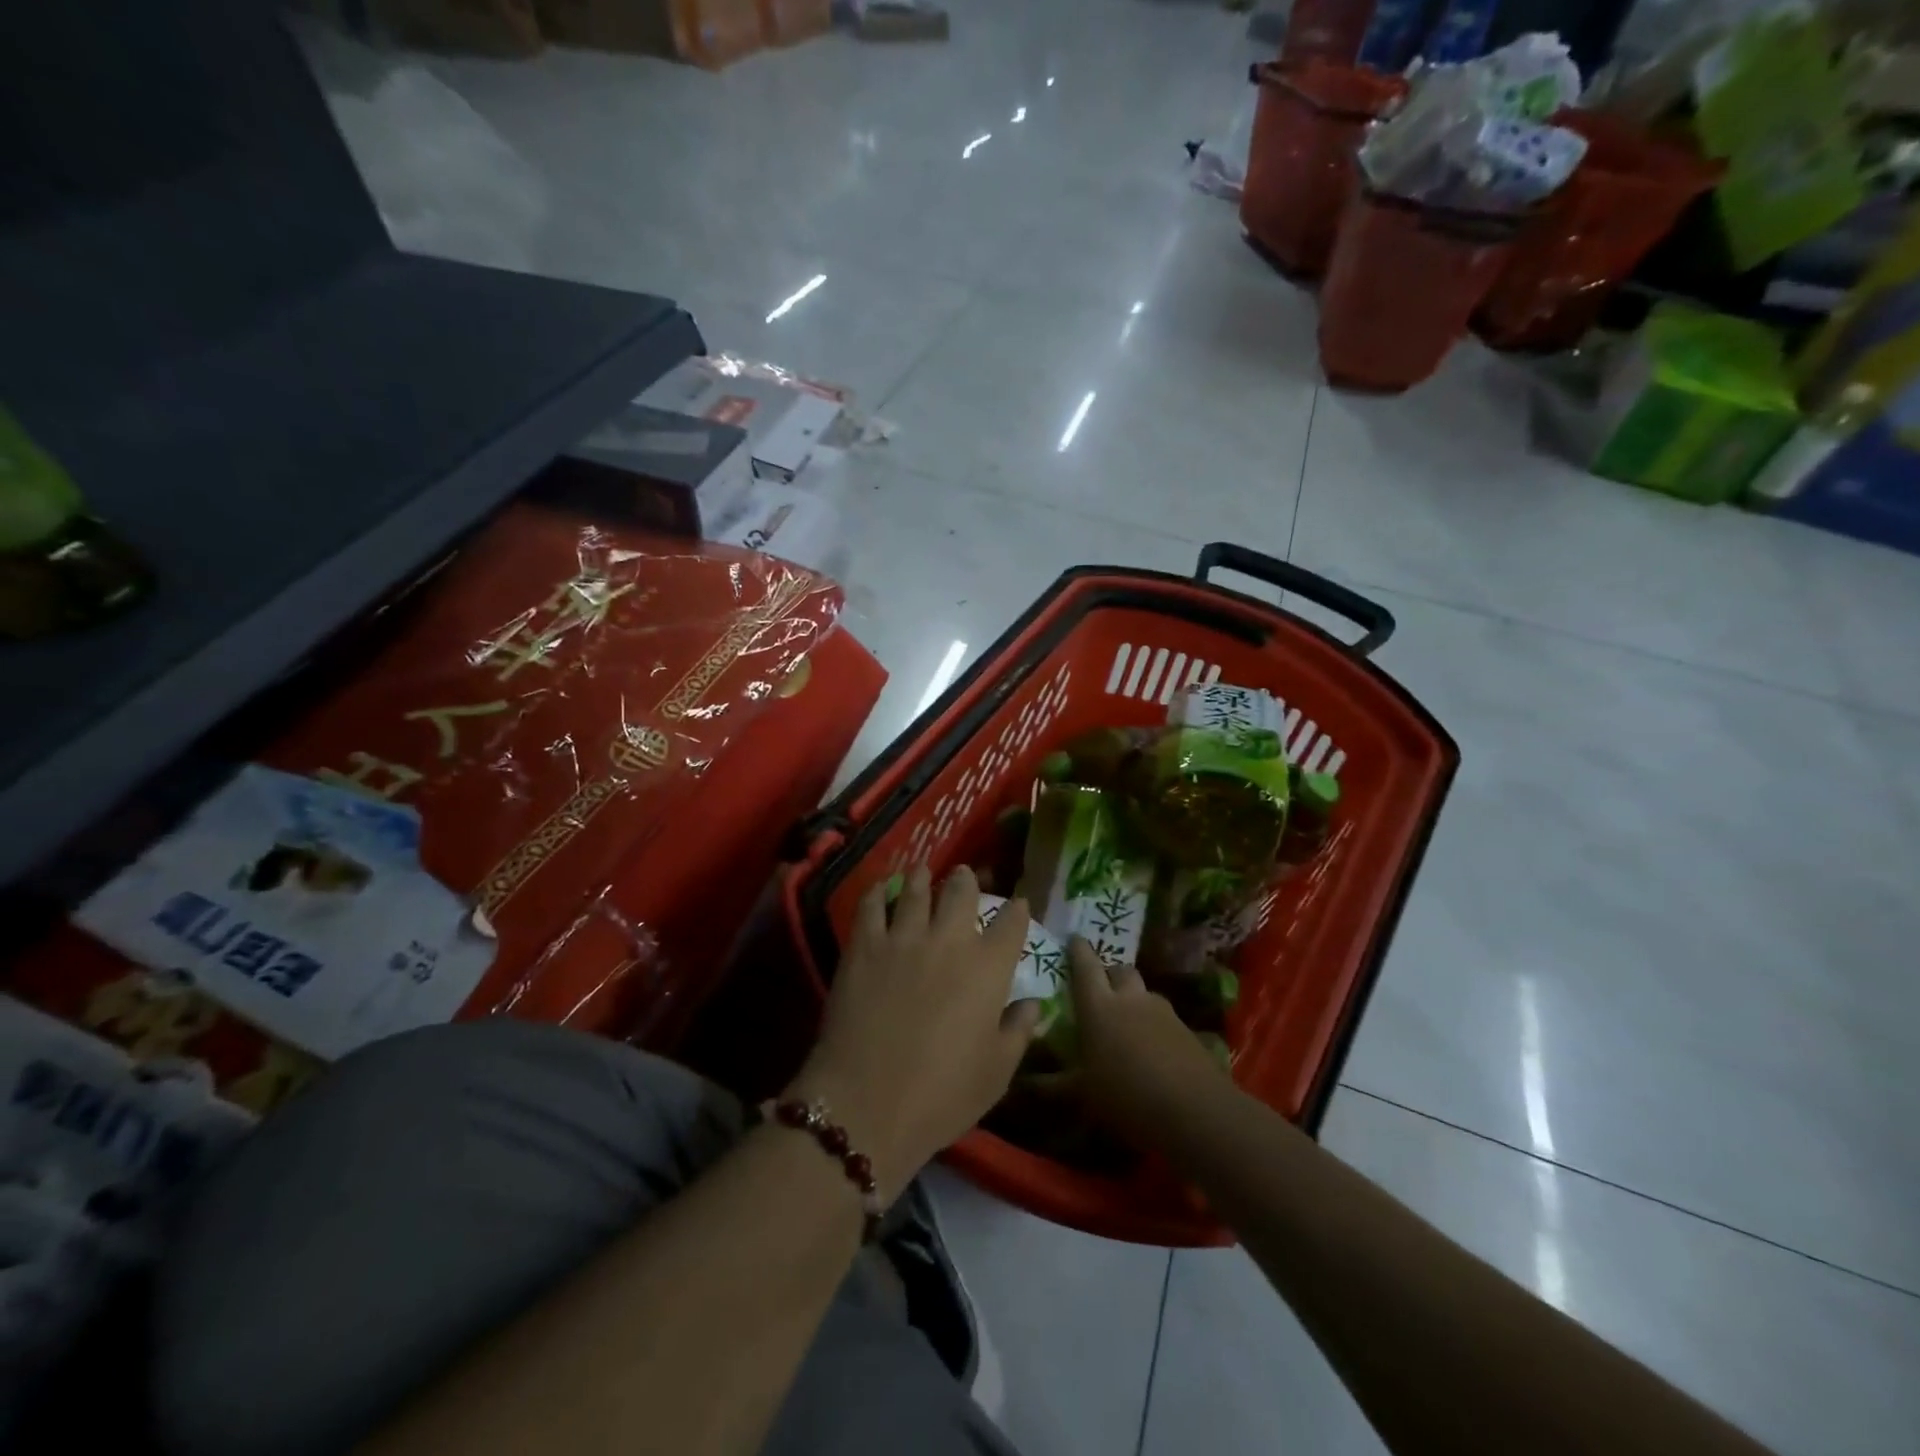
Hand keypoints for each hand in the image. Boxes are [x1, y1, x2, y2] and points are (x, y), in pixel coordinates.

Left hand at [790, 865, 1039, 1200]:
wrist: (868, 1102)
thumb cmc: (943, 1095)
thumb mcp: (997, 1072)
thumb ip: (1018, 1031)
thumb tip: (1032, 1004)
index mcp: (989, 968)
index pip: (1011, 923)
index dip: (1017, 910)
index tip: (1018, 904)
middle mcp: (950, 941)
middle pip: (962, 893)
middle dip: (967, 881)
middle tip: (965, 877)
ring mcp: (904, 938)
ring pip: (916, 891)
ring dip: (923, 878)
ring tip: (923, 870)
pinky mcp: (864, 946)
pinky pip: (872, 906)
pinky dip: (879, 891)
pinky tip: (881, 887)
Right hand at [1066, 937, 1230, 1148]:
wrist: (1196, 1112)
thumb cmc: (1127, 1097)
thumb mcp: (1084, 1096)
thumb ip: (1055, 1085)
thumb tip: (1027, 1083)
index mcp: (1099, 1006)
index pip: (1085, 966)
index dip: (1078, 950)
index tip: (1073, 939)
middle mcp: (1131, 999)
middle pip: (1119, 970)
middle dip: (1109, 974)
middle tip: (1100, 990)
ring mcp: (1163, 1012)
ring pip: (1144, 992)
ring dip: (1133, 999)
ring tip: (1126, 1023)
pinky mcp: (1186, 1030)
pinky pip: (1163, 1016)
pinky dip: (1153, 1024)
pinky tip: (1151, 1048)